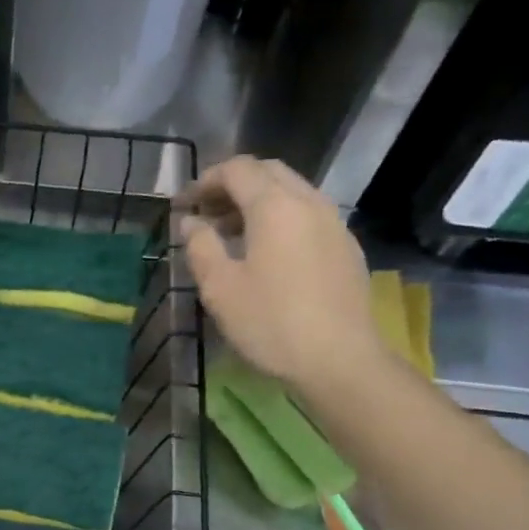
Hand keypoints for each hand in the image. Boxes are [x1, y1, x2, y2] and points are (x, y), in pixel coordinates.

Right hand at [175, 156, 385, 394]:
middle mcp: (309, 202)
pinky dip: (280, 218)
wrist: (339, 359)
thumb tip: (191, 222)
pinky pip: (308, 214)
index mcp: (274, 206)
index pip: (237, 170)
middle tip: (205, 213)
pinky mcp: (346, 246)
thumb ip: (201, 246)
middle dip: (232, 185)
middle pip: (268, 173)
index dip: (205, 181)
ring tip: (231, 233)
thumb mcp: (220, 288)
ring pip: (292, 191)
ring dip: (257, 201)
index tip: (183, 205)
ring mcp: (333, 223)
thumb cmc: (270, 323)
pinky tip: (267, 252)